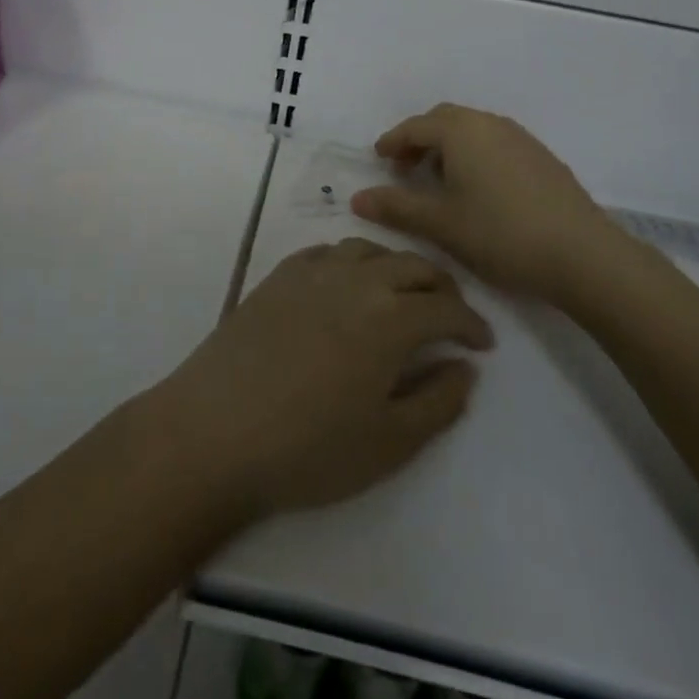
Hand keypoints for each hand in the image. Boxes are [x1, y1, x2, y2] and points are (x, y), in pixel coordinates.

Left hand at [152, 238, 492, 519]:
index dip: (472, 324)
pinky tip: (345, 284)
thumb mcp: (390, 442)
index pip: (447, 307)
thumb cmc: (310, 448)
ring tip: (400, 295)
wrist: (215, 430)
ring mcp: (311, 272)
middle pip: (412, 266)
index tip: (482, 344)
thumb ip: (439, 401)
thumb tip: (464, 367)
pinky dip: (350, 262)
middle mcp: (355, 280)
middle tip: (450, 316)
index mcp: (391, 317)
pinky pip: (325, 252)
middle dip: (441, 288)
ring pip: (368, 250)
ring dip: (395, 267)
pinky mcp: (276, 277)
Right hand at [350, 103, 648, 308]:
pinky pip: (496, 144)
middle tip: (405, 169)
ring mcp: (521, 139)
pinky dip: (475, 156)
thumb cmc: (500, 233)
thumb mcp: (440, 223)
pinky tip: (477, 191)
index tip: (378, 158)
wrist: (583, 255)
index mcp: (462, 131)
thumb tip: (357, 198)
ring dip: (449, 147)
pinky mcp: (543, 159)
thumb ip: (396, 207)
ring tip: (438, 181)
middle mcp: (490, 124)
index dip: (393, 141)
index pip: (416, 126)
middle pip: (445, 120)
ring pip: (473, 131)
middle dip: (420, 140)